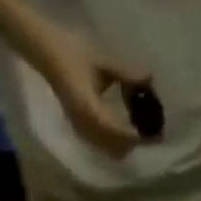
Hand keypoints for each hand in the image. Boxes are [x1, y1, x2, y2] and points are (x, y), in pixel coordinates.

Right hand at [32, 26, 150, 157]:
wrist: (44, 51)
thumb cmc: (71, 51)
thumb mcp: (102, 59)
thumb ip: (126, 73)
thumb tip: (150, 79)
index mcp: (90, 111)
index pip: (120, 134)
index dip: (139, 137)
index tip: (156, 133)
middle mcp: (86, 127)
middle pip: (118, 149)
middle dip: (135, 143)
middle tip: (152, 131)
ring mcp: (81, 130)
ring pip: (110, 150)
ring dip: (126, 143)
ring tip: (140, 128)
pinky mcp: (80, 128)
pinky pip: (103, 145)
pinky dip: (116, 141)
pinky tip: (125, 126)